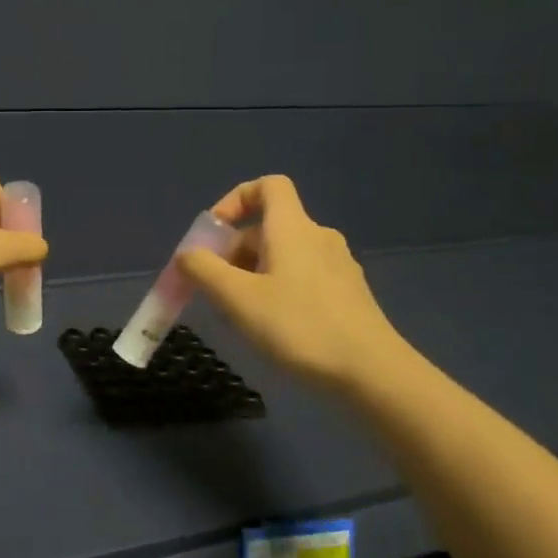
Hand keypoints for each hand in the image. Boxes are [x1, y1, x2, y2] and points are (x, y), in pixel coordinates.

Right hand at [176, 175, 411, 390]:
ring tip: (238, 314)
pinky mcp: (347, 293)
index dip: (235, 200)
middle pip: (268, 227)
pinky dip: (277, 289)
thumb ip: (204, 270)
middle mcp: (318, 237)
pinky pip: (302, 277)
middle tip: (215, 289)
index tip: (214, 233)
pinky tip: (272, 327)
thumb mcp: (237, 298)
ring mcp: (337, 266)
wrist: (371, 371)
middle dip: (234, 251)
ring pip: (283, 255)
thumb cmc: (298, 326)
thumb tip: (186, 254)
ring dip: (253, 274)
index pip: (268, 186)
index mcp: (293, 228)